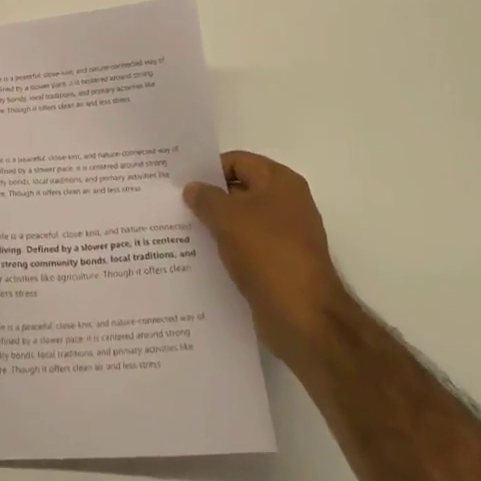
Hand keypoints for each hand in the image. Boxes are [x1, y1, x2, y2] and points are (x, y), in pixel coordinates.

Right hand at [185, 150, 349, 361]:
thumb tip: (193, 188)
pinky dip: (228, 249)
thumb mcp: (227, 218)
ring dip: (216, 225)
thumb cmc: (267, 255)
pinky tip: (202, 257)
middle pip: (240, 190)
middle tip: (176, 205)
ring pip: (242, 221)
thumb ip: (205, 197)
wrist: (304, 319)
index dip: (208, 170)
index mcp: (280, 182)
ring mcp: (286, 236)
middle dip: (210, 198)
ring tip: (183, 231)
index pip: (237, 161)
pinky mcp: (281, 264)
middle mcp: (287, 203)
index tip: (180, 183)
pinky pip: (248, 247)